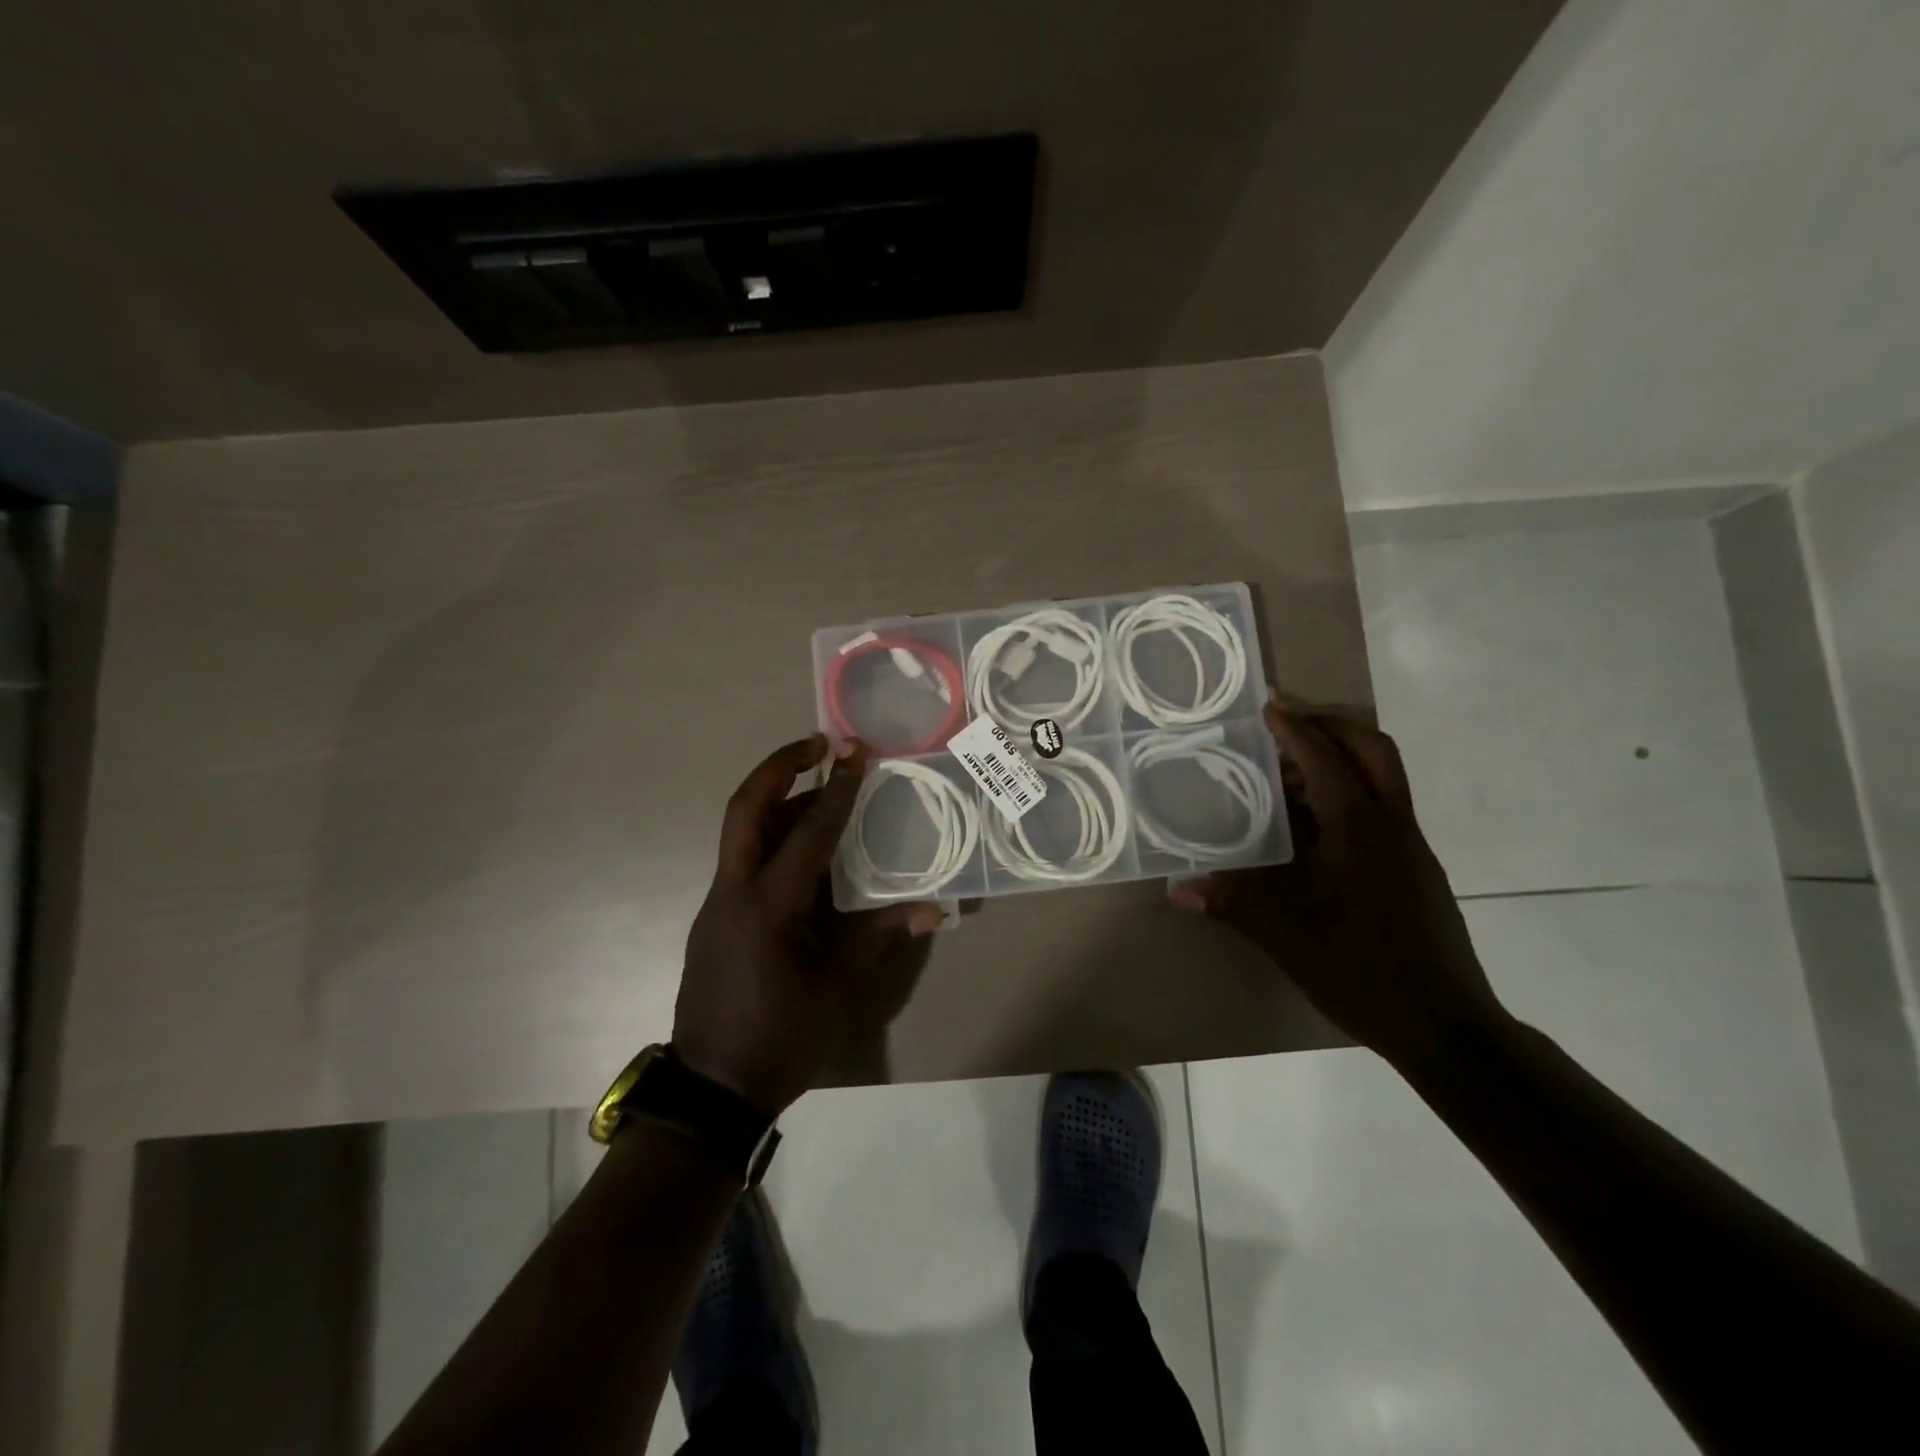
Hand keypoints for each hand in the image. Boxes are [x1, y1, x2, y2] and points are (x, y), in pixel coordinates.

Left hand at [674, 734, 943, 1113]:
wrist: (712, 1089)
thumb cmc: (781, 1039)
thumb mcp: (839, 989)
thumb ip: (879, 936)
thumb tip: (933, 908)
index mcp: (768, 907)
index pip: (809, 832)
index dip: (837, 789)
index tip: (855, 750)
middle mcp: (734, 892)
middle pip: (746, 808)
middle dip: (779, 766)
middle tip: (818, 744)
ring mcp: (718, 903)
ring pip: (741, 830)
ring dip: (777, 800)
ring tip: (821, 788)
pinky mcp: (715, 917)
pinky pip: (743, 859)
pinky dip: (771, 836)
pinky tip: (803, 847)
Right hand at [1169, 700, 1505, 1067]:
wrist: (1448, 1029)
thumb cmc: (1367, 975)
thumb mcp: (1290, 940)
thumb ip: (1234, 906)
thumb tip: (1178, 889)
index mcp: (1363, 836)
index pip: (1330, 764)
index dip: (1298, 732)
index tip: (1269, 709)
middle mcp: (1393, 831)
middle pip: (1376, 753)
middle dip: (1333, 728)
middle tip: (1288, 724)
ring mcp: (1410, 850)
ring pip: (1383, 780)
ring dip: (1339, 762)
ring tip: (1286, 775)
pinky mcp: (1414, 871)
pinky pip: (1381, 810)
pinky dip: (1347, 796)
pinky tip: (1310, 827)